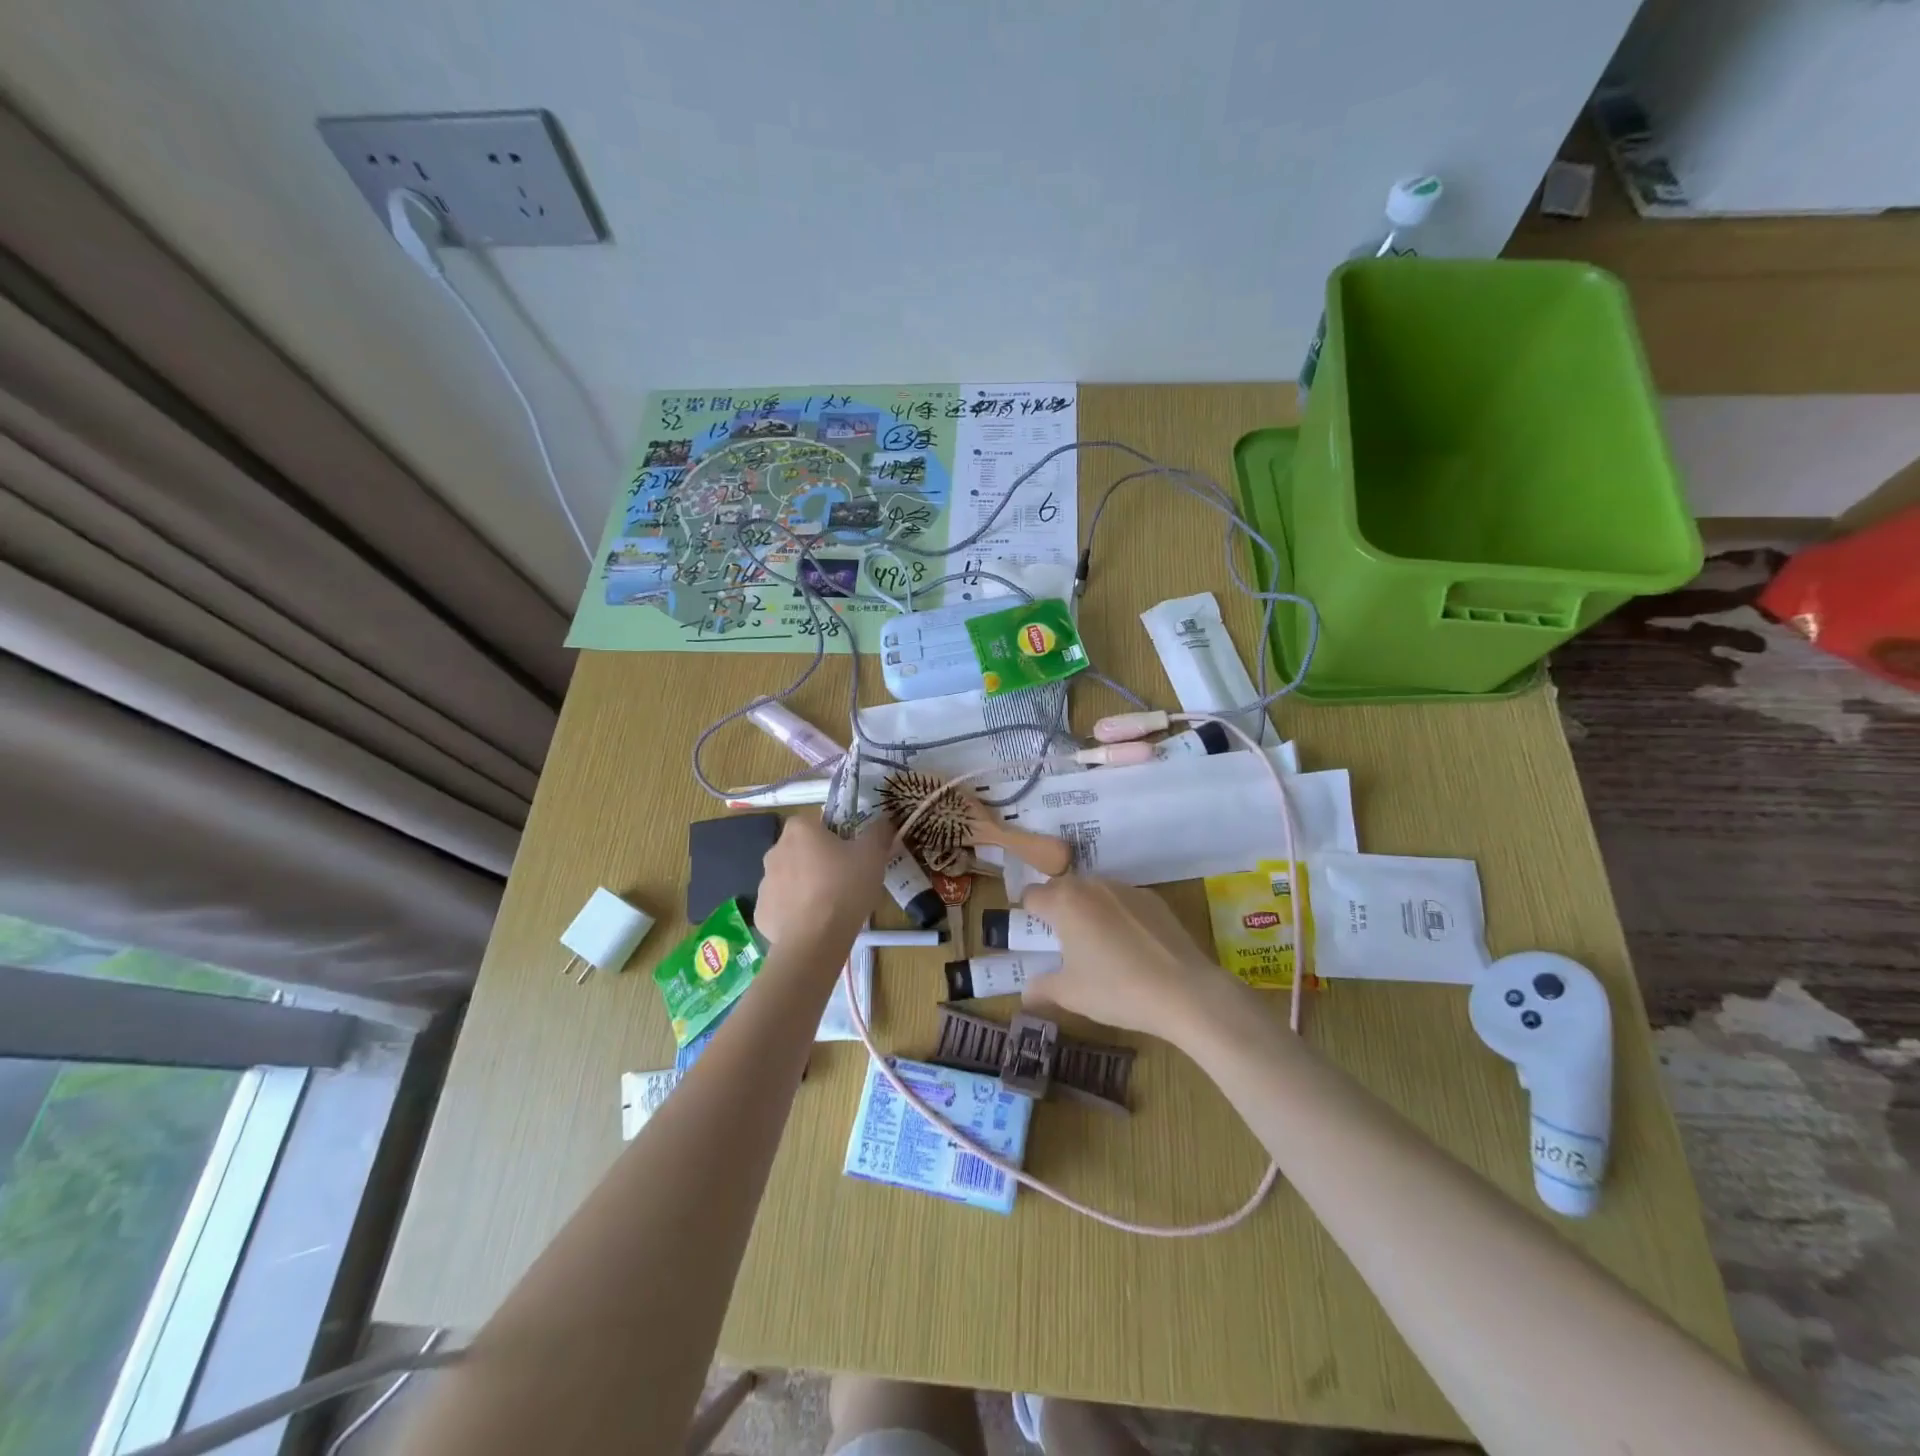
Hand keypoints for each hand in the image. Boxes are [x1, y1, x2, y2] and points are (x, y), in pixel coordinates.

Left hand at [753, 815, 894, 945]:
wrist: (815, 940)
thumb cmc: (845, 887)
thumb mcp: (873, 855)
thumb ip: (878, 832)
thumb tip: (883, 821)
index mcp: (799, 830)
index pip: (814, 822)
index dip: (833, 835)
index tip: (849, 852)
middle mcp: (775, 851)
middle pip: (800, 849)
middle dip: (817, 860)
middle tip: (842, 878)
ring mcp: (764, 883)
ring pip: (789, 878)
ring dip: (804, 885)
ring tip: (829, 905)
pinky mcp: (761, 912)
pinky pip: (781, 905)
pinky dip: (794, 911)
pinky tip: (813, 924)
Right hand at [1020, 876, 1237, 1039]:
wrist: (1185, 992)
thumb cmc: (1117, 990)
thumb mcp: (1071, 995)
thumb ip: (1041, 988)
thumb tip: (1026, 993)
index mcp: (1065, 902)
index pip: (1032, 895)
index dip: (1028, 914)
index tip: (1034, 937)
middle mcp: (1093, 886)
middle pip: (1063, 888)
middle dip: (1057, 910)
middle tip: (1062, 943)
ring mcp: (1126, 889)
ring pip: (1094, 892)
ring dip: (1088, 910)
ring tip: (1099, 945)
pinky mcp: (1154, 899)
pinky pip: (1123, 901)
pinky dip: (1118, 915)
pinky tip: (1131, 947)